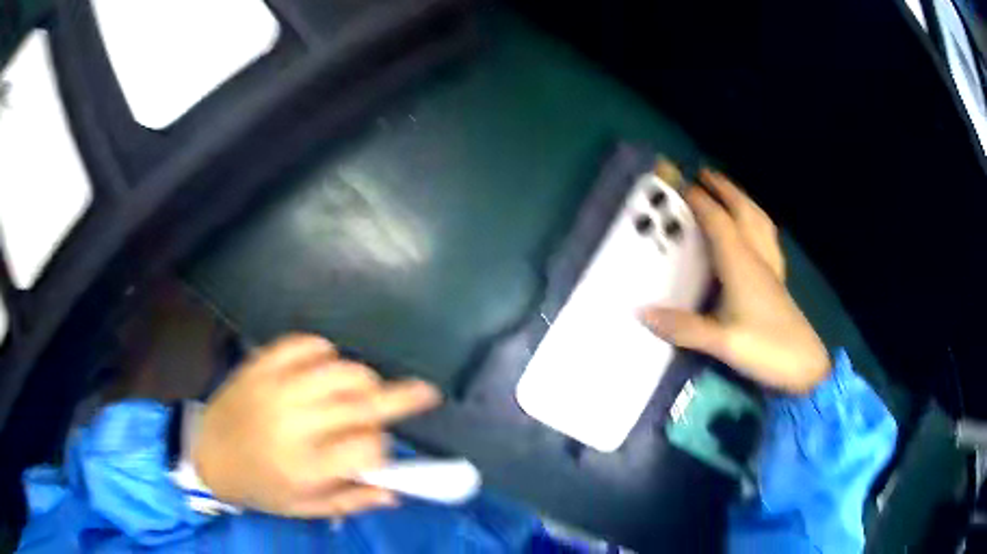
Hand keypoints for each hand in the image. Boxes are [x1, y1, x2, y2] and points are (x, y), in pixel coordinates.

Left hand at [193, 334, 440, 516]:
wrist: (208, 455)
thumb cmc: (259, 487)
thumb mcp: (303, 508)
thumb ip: (350, 500)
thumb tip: (394, 492)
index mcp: (306, 466)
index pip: (367, 449)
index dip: (383, 448)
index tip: (379, 452)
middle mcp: (295, 424)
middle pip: (361, 404)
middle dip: (401, 398)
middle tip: (425, 392)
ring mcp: (276, 388)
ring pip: (339, 370)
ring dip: (364, 377)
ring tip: (367, 387)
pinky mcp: (261, 365)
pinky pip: (303, 344)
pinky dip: (324, 350)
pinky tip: (327, 364)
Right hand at [642, 169, 829, 393]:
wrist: (805, 367)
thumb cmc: (766, 350)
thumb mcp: (722, 343)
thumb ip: (684, 327)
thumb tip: (641, 312)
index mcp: (741, 265)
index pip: (719, 222)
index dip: (700, 200)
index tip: (681, 183)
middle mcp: (757, 258)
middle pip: (743, 212)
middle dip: (725, 189)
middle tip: (706, 173)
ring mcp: (771, 269)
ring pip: (759, 222)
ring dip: (743, 201)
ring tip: (730, 192)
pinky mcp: (777, 281)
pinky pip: (768, 239)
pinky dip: (758, 223)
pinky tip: (755, 231)